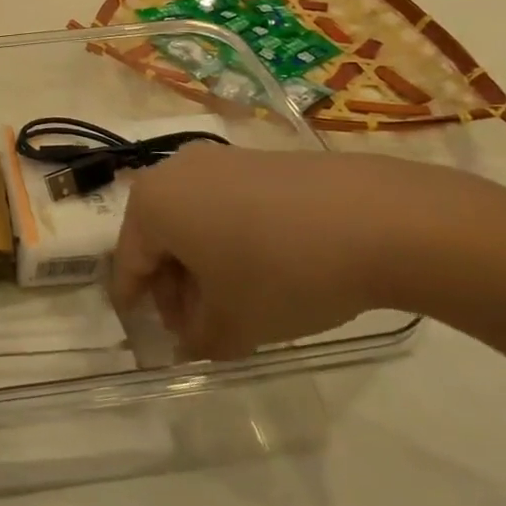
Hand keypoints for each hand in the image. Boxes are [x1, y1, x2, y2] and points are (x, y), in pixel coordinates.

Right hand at [112, 144, 498, 359]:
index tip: (151, 337)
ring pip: (193, 220)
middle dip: (174, 286)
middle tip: (199, 327)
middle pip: (159, 238)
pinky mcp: (259, 160)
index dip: (138, 305)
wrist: (377, 219)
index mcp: (151, 204)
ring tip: (236, 303)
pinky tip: (265, 270)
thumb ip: (198, 340)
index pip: (128, 264)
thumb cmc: (281, 272)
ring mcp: (219, 160)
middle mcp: (174, 171)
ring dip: (203, 264)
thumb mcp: (233, 324)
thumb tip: (188, 345)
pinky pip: (226, 205)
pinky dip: (231, 239)